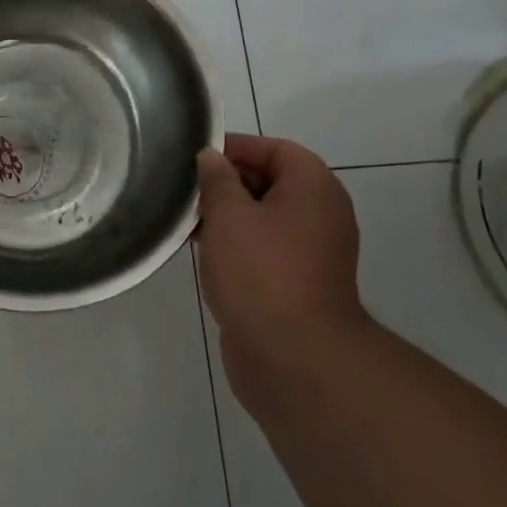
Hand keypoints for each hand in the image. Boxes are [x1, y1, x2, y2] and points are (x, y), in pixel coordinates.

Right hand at [195, 133, 367, 418]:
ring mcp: (312, 253)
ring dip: (226, 217)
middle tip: (185, 189)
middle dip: (226, 182)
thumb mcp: (228, 215)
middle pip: (269, 181)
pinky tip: (201, 252)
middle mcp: (320, 215)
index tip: (195, 156)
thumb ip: (216, 179)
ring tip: (186, 221)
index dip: (235, 147)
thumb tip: (211, 158)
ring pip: (263, 218)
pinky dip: (236, 245)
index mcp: (314, 188)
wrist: (293, 358)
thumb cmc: (261, 272)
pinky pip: (264, 250)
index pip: (274, 149)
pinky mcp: (298, 285)